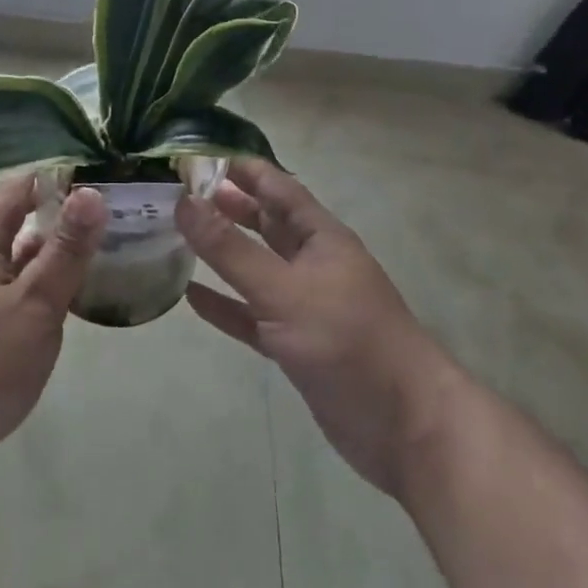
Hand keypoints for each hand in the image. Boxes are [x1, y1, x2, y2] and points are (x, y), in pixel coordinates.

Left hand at [0, 173, 105, 495]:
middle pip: (9, 220)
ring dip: (42, 251)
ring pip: (8, 258)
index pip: (16, 187)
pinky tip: (55, 306)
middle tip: (93, 218)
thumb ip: (66, 250)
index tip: (94, 178)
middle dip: (48, 213)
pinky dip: (32, 285)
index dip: (52, 177)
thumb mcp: (36, 302)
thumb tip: (92, 192)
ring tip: (85, 255)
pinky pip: (6, 290)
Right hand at [176, 159, 463, 499]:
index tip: (195, 156)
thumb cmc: (350, 342)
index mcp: (320, 237)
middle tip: (178, 193)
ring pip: (255, 268)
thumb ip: (231, 249)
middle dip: (226, 206)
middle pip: (264, 223)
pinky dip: (225, 305)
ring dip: (221, 253)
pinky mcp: (296, 345)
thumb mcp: (285, 291)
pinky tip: (191, 296)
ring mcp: (305, 306)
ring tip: (178, 235)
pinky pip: (251, 316)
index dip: (240, 169)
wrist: (409, 431)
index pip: (276, 187)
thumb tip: (183, 202)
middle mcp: (312, 263)